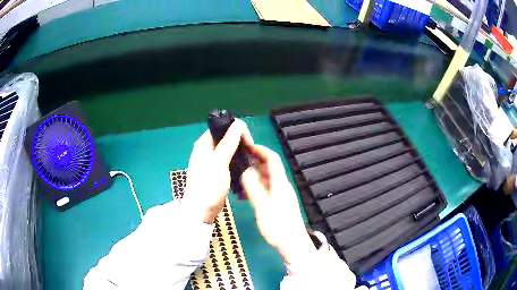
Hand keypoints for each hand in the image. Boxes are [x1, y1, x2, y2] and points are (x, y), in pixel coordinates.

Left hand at [182, 119, 252, 223]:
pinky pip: (228, 160)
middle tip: (251, 153)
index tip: (249, 143)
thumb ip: (229, 141)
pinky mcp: (216, 171)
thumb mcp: (219, 161)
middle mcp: (206, 149)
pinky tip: (244, 167)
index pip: (222, 127)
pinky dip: (237, 161)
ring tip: (250, 160)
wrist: (201, 210)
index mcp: (204, 143)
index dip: (237, 131)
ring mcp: (211, 161)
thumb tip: (238, 123)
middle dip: (240, 142)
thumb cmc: (208, 185)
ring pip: (229, 149)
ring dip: (240, 152)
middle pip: (226, 138)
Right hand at [241, 145, 315, 264]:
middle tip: (237, 161)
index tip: (246, 146)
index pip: (273, 159)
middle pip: (269, 167)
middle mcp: (281, 186)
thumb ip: (254, 189)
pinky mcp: (277, 203)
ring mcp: (280, 195)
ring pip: (265, 179)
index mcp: (280, 184)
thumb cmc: (279, 227)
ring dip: (252, 176)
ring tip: (237, 179)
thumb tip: (245, 171)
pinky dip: (254, 188)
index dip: (261, 150)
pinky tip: (243, 195)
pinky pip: (265, 190)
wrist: (292, 244)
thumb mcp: (263, 208)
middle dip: (254, 162)